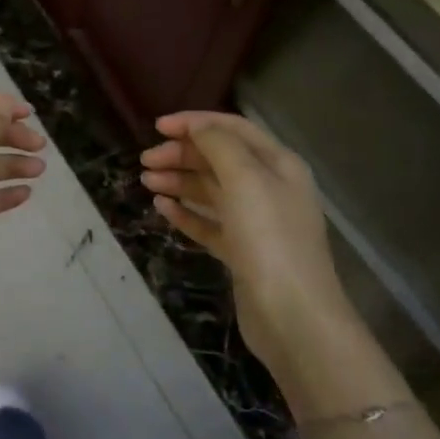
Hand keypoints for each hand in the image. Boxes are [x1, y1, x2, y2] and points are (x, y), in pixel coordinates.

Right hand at [141, 111, 355, 378]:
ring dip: (179, 181)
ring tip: (147, 182)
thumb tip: (196, 126)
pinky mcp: (242, 253)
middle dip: (182, 154)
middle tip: (146, 161)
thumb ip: (219, 144)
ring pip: (211, 191)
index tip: (157, 126)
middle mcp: (269, 188)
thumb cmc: (270, 237)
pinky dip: (185, 213)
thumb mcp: (245, 178)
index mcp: (277, 164)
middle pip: (219, 159)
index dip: (195, 122)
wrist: (293, 316)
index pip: (233, 129)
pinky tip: (162, 208)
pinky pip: (209, 224)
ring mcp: (256, 223)